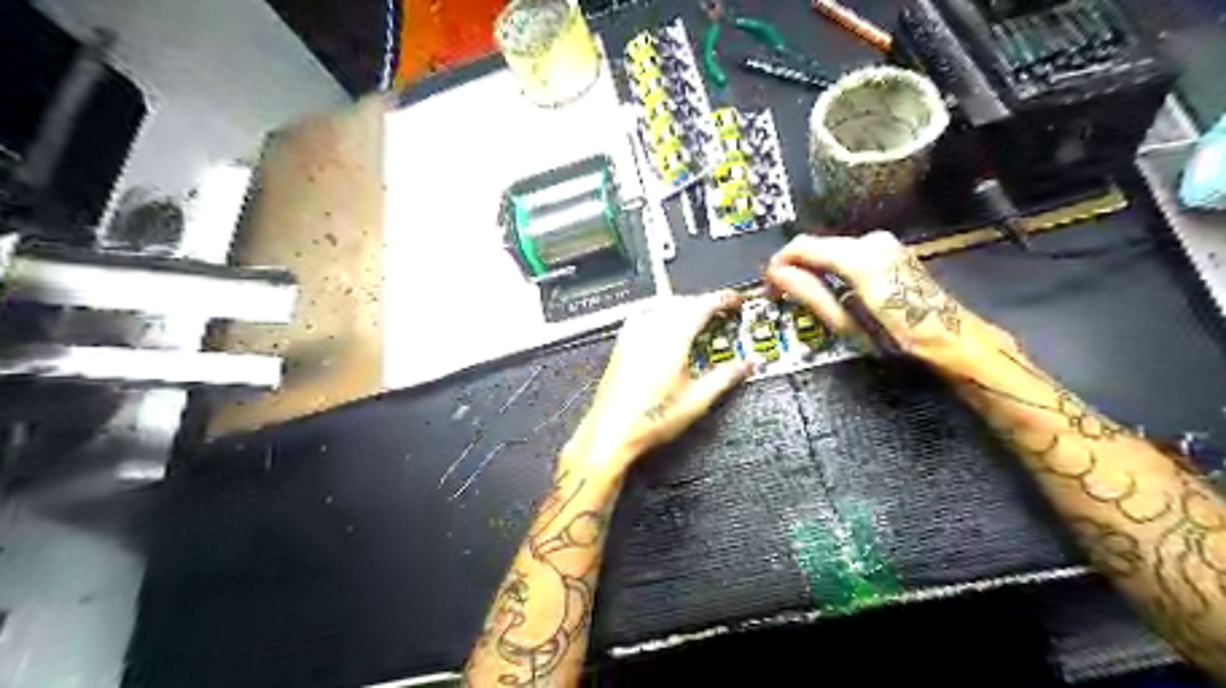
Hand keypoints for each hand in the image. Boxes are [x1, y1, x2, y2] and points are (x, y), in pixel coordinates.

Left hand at [564, 294, 758, 481]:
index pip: (701, 306)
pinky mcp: (622, 344)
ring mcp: (632, 336)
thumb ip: (725, 377)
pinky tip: (666, 328)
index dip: (722, 299)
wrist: (612, 433)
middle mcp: (650, 331)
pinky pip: (646, 315)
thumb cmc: (649, 420)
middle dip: (705, 303)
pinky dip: (663, 314)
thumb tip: (747, 364)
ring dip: (684, 306)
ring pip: (663, 306)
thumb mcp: (697, 401)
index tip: (736, 300)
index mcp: (671, 339)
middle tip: (723, 312)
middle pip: (683, 302)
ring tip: (698, 319)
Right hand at [768, 230, 1011, 370]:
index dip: (779, 263)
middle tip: (782, 295)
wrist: (951, 338)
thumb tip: (776, 275)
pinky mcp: (890, 249)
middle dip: (795, 266)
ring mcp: (884, 242)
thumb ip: (808, 293)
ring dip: (813, 267)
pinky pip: (849, 252)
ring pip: (832, 248)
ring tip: (803, 295)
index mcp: (858, 257)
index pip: (802, 246)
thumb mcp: (845, 322)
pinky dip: (832, 266)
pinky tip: (830, 288)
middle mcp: (870, 240)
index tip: (767, 286)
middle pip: (817, 245)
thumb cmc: (896, 338)